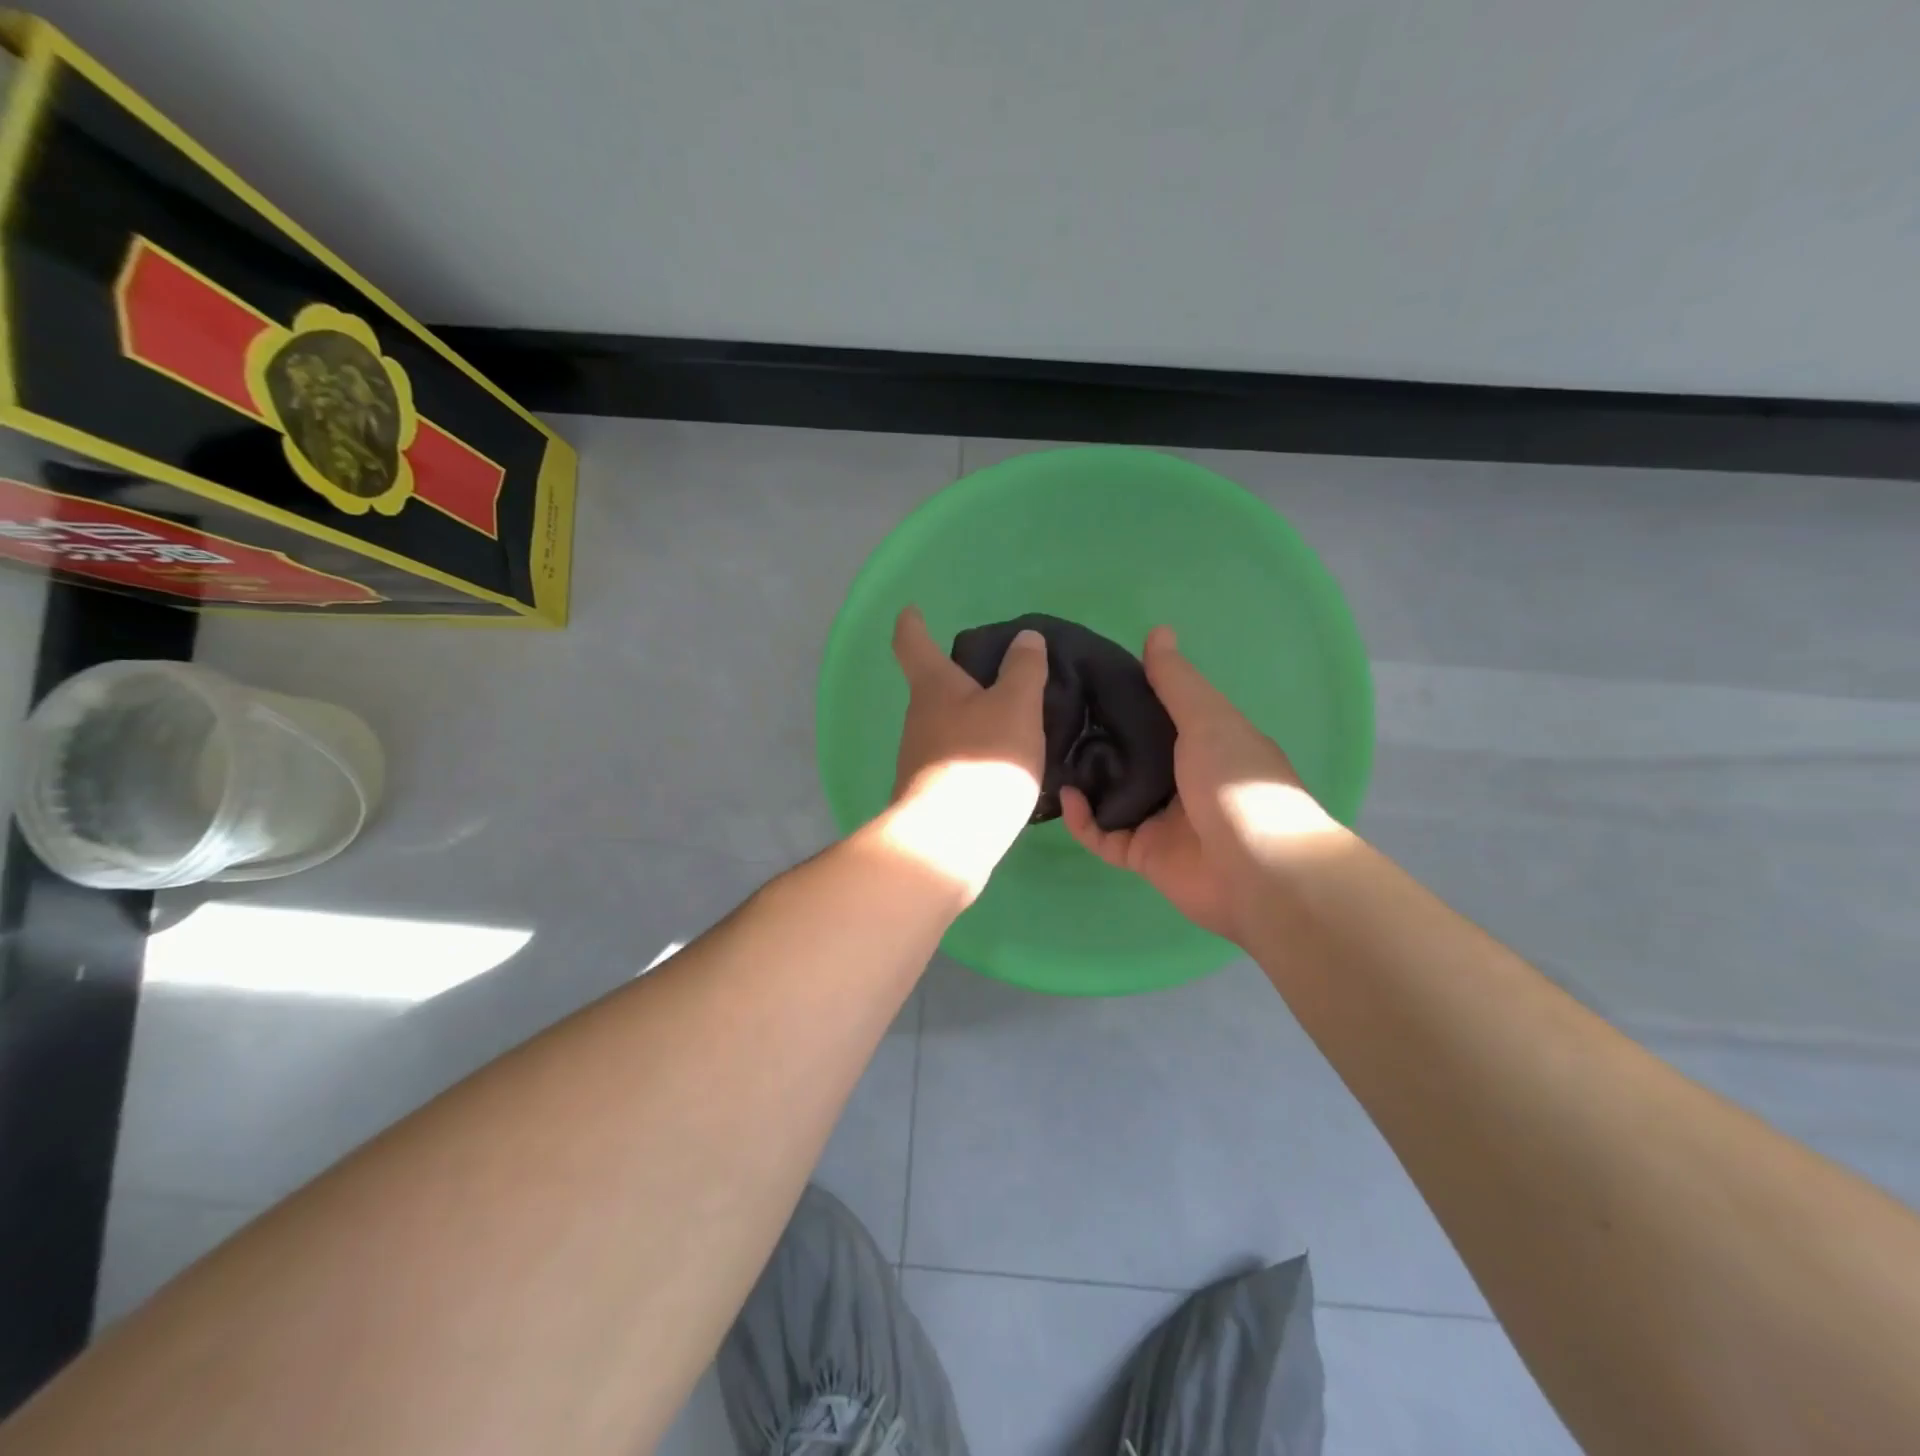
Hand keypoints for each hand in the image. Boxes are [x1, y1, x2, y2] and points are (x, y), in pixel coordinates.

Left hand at [877, 606, 1048, 898]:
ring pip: (945, 726)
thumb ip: (1023, 671)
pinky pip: (954, 761)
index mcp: (933, 688)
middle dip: (956, 677)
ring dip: (969, 719)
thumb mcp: (1015, 708)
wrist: (948, 842)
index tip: (912, 611)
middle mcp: (918, 719)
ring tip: (1011, 722)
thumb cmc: (982, 762)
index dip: (913, 624)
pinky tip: (1003, 767)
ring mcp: (918, 759)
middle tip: (995, 675)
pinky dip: (974, 754)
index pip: (912, 643)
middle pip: (932, 687)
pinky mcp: (929, 794)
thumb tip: (1025, 639)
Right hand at [1061, 626, 1332, 943]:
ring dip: (1084, 779)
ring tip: (1049, 753)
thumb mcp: (1208, 719)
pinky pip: (1102, 835)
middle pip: (1130, 755)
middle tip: (1055, 715)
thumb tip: (1158, 630)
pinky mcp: (1142, 854)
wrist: (1258, 870)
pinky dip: (1082, 820)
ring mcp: (1161, 819)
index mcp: (1203, 743)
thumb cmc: (1236, 783)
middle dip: (1097, 738)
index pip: (1158, 714)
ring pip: (1111, 795)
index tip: (1086, 678)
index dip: (1126, 696)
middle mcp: (1180, 779)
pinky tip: (1066, 797)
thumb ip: (1177, 681)